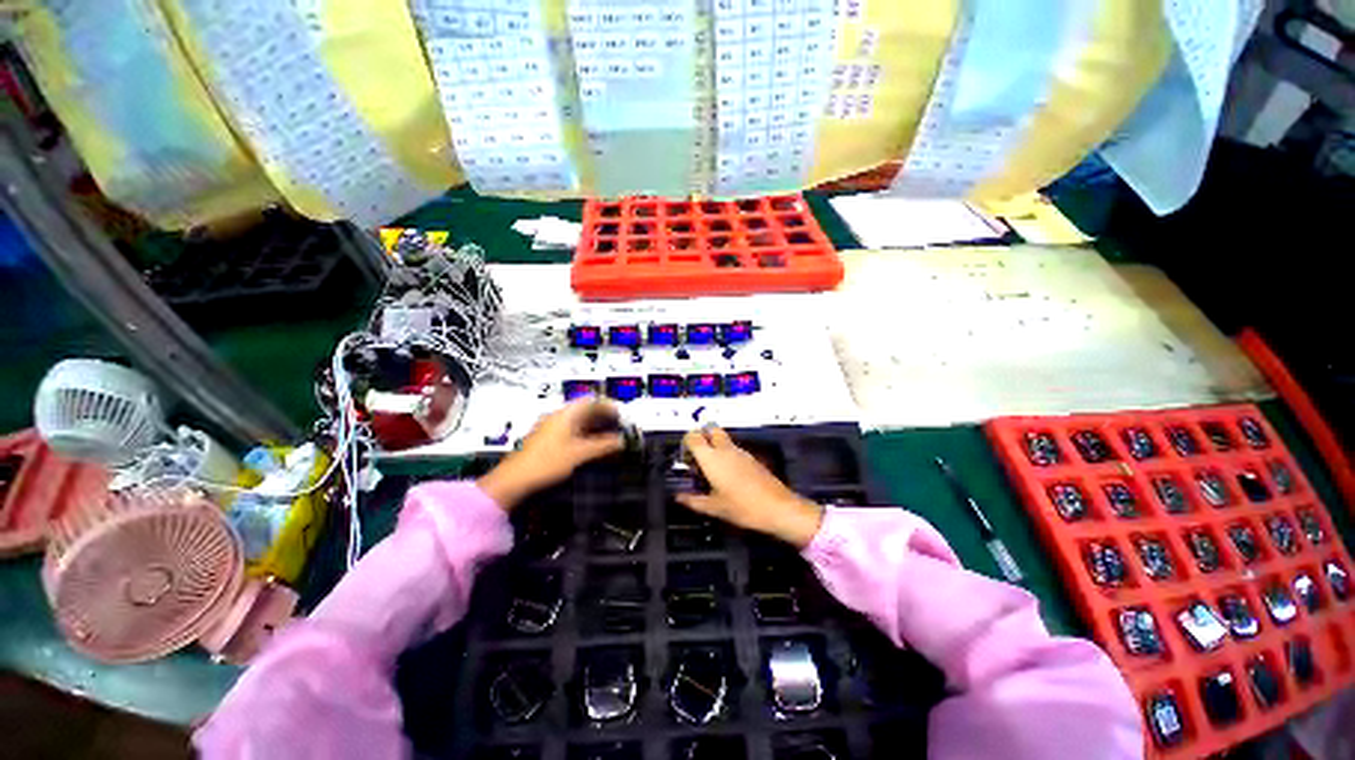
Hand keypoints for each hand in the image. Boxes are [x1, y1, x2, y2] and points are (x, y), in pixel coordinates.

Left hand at [478, 399, 625, 509]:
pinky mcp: (547, 438)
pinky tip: (591, 443)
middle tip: (619, 425)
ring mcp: (551, 426)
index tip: (621, 415)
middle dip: (603, 416)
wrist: (514, 479)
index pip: (592, 401)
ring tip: (609, 434)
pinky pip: (572, 429)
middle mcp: (558, 416)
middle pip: (585, 409)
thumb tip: (621, 441)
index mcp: (566, 414)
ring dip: (595, 425)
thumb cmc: (547, 462)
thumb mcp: (580, 454)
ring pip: (578, 420)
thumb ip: (603, 446)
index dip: (609, 406)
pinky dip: (585, 433)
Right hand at [675, 426, 823, 547]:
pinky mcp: (751, 458)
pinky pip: (733, 449)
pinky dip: (725, 455)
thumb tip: (679, 497)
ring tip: (709, 471)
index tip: (684, 459)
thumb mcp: (714, 507)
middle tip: (697, 457)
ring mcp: (740, 452)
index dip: (685, 443)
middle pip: (710, 430)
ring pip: (722, 439)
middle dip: (701, 438)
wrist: (778, 507)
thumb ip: (693, 501)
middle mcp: (725, 449)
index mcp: (711, 458)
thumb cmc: (742, 507)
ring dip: (713, 447)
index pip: (693, 436)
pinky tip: (726, 476)